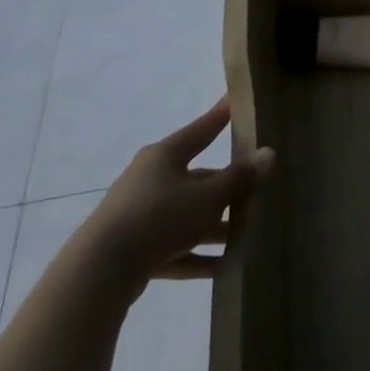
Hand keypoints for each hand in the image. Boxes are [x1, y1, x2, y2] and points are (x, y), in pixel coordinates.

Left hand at [76, 96, 272, 298]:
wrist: (100, 270)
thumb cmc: (160, 216)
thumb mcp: (209, 196)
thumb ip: (240, 177)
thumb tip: (269, 154)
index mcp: (166, 156)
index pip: (202, 129)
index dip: (222, 116)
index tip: (236, 100)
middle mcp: (151, 179)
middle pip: (199, 177)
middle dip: (228, 187)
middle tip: (259, 188)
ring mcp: (141, 214)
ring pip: (188, 214)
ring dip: (216, 225)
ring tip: (248, 233)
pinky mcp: (136, 248)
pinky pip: (176, 247)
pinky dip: (197, 255)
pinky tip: (224, 267)